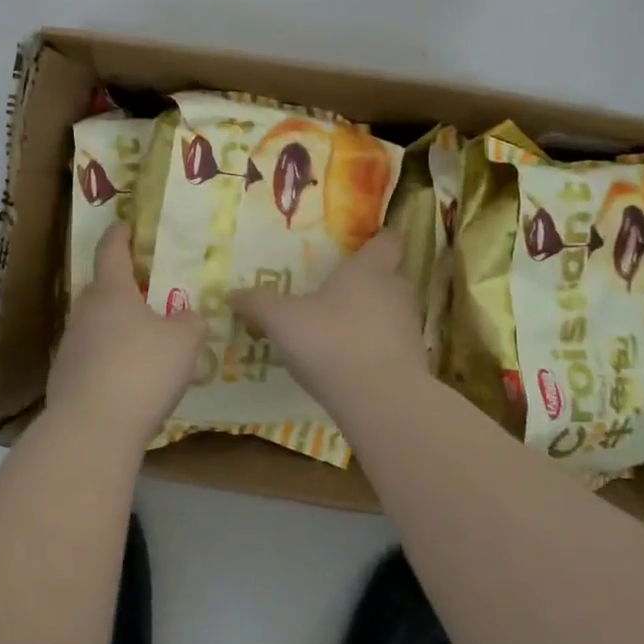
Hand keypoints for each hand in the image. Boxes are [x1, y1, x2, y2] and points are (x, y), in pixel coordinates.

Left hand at [46, 225, 205, 450]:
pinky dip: (109, 362)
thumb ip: (190, 322)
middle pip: (102, 289)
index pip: (111, 250)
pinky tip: (129, 383)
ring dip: (117, 328)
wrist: (91, 429)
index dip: (120, 235)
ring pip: (96, 326)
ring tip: (144, 344)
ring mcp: (70, 346)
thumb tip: (186, 317)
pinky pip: (92, 359)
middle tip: (148, 294)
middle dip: (123, 288)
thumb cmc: (141, 370)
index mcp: (111, 291)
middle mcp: (85, 312)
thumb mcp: (184, 342)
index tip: (126, 225)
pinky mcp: (64, 379)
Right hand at [228, 231, 429, 408]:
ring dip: (373, 316)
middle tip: (339, 289)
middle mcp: (395, 292)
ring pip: (393, 311)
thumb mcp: (282, 320)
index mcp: (369, 270)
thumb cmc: (331, 342)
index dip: (378, 241)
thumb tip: (230, 293)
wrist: (382, 401)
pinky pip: (393, 345)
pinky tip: (351, 362)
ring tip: (342, 328)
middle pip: (390, 276)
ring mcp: (410, 328)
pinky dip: (377, 349)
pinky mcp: (414, 363)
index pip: (387, 242)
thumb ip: (257, 303)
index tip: (363, 245)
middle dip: (369, 281)